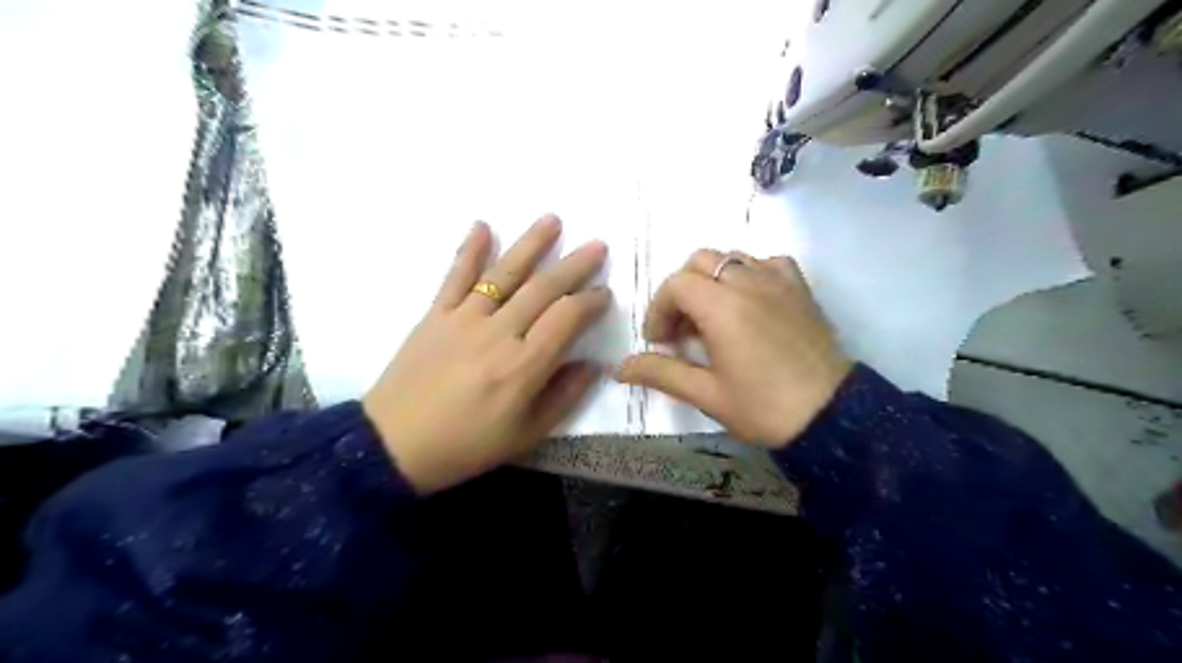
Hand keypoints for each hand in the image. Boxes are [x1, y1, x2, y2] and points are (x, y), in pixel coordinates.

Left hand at [365, 215, 608, 493]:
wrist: (394, 446)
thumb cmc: (466, 445)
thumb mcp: (526, 435)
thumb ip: (564, 396)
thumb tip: (593, 364)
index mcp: (524, 366)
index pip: (566, 318)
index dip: (590, 302)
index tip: (604, 294)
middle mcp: (498, 333)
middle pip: (543, 289)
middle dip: (574, 266)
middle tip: (598, 245)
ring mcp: (464, 319)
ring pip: (504, 273)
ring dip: (531, 244)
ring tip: (552, 220)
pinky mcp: (435, 315)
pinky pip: (456, 277)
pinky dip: (469, 250)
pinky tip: (482, 225)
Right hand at [615, 249, 855, 449]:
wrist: (831, 416)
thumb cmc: (763, 407)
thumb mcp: (706, 394)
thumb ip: (661, 373)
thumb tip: (620, 367)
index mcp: (722, 307)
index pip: (676, 285)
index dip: (659, 310)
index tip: (660, 341)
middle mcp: (749, 282)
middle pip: (700, 261)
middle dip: (682, 290)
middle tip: (682, 328)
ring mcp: (778, 281)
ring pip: (732, 258)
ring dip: (712, 281)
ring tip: (713, 317)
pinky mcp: (800, 289)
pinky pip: (768, 263)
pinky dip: (750, 274)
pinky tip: (750, 302)